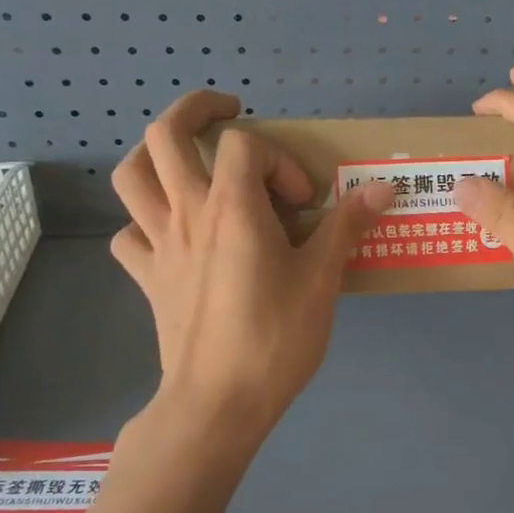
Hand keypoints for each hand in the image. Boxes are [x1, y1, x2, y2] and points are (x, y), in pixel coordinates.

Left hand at [111, 91, 392, 434]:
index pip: (245, 144)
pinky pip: (130, 235)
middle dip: (196, 111)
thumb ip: (347, 226)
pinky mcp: (148, 278)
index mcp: (232, 207)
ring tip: (190, 163)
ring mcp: (159, 245)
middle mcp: (187, 213)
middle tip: (228, 115)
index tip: (304, 203)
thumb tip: (383, 187)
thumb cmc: (275, 338)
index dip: (280, 160)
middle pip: (164, 135)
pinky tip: (174, 236)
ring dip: (156, 157)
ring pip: (131, 176)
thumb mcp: (323, 280)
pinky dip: (147, 223)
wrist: (218, 402)